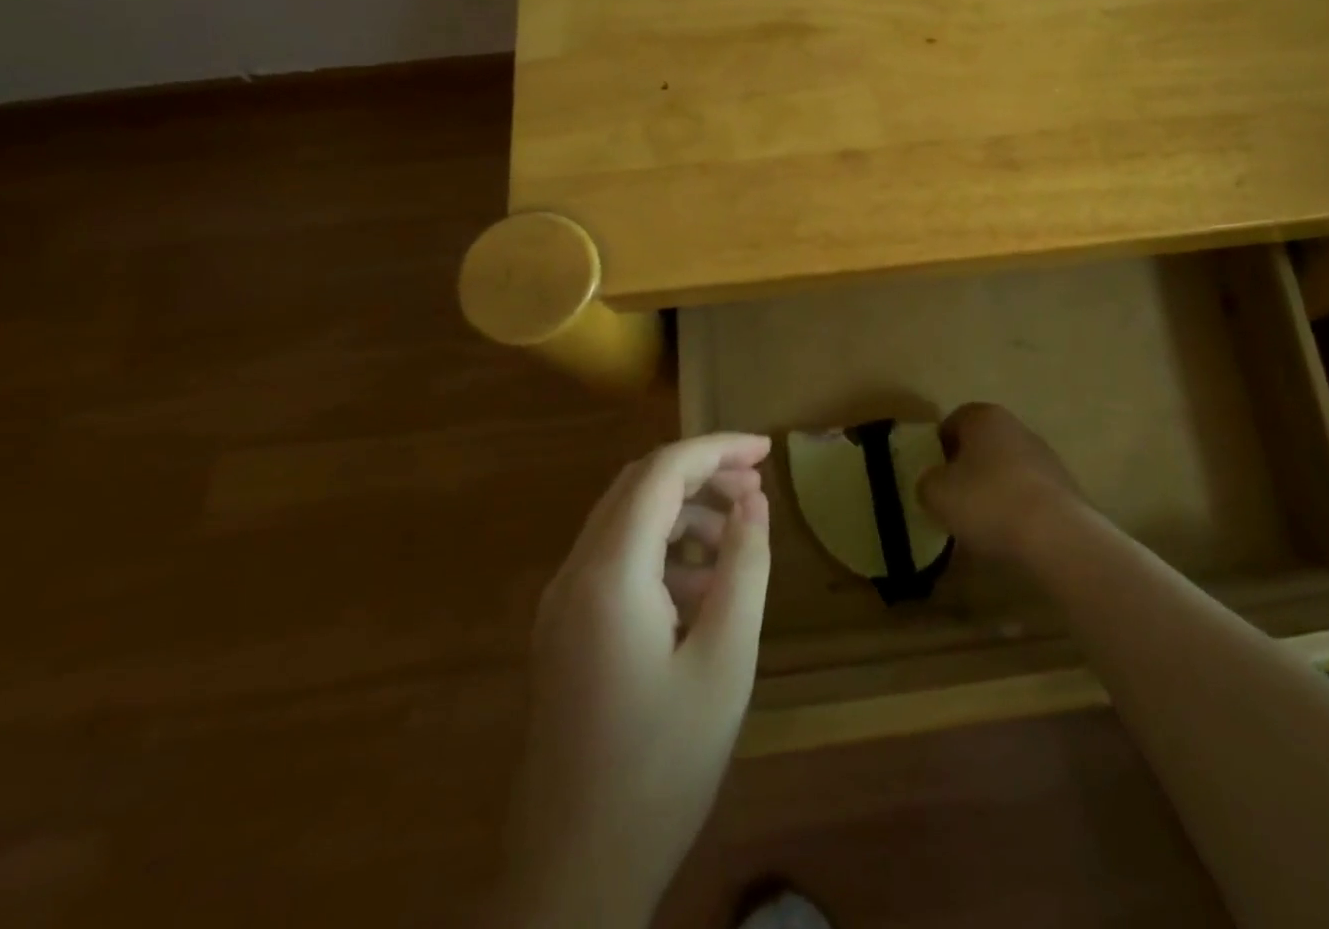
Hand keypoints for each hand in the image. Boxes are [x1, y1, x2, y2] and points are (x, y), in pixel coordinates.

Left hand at [501, 433, 772, 928]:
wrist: (571, 879)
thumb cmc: (661, 767)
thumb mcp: (725, 660)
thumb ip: (744, 566)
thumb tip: (754, 501)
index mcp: (609, 574)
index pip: (662, 472)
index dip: (717, 449)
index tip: (768, 450)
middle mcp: (573, 575)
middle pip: (638, 487)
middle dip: (702, 474)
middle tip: (758, 488)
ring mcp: (560, 606)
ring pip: (625, 522)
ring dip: (683, 512)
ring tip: (738, 538)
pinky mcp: (563, 634)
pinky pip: (614, 562)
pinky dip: (661, 551)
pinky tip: (702, 590)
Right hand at [917, 403, 1084, 562]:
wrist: (1056, 536)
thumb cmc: (987, 502)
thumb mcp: (935, 493)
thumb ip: (927, 482)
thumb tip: (935, 483)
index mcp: (985, 417)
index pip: (954, 421)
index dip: (938, 448)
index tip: (932, 476)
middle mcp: (1017, 427)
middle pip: (982, 445)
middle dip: (967, 469)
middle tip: (952, 500)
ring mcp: (1045, 457)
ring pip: (1006, 470)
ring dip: (992, 490)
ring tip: (979, 525)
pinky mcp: (1063, 488)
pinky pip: (1027, 495)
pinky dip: (1015, 510)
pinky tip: (1008, 536)